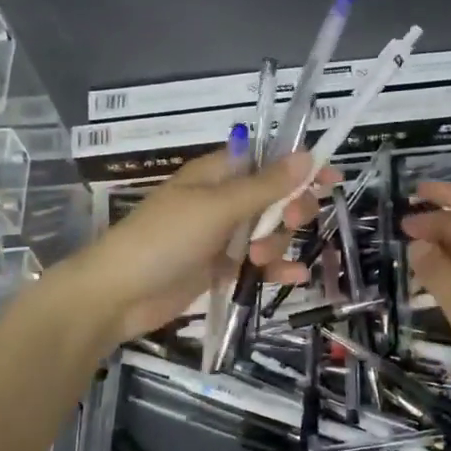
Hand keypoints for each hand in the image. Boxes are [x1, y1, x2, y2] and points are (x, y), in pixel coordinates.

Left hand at [52, 144, 330, 348]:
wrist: (118, 295)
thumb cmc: (164, 240)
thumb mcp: (217, 209)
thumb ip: (264, 186)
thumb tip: (307, 155)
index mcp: (215, 175)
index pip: (267, 161)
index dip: (299, 168)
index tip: (332, 178)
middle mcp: (221, 201)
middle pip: (273, 198)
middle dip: (290, 210)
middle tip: (293, 221)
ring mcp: (220, 236)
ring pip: (268, 232)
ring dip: (277, 243)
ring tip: (263, 260)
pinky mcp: (219, 268)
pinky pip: (257, 264)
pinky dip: (276, 270)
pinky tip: (294, 279)